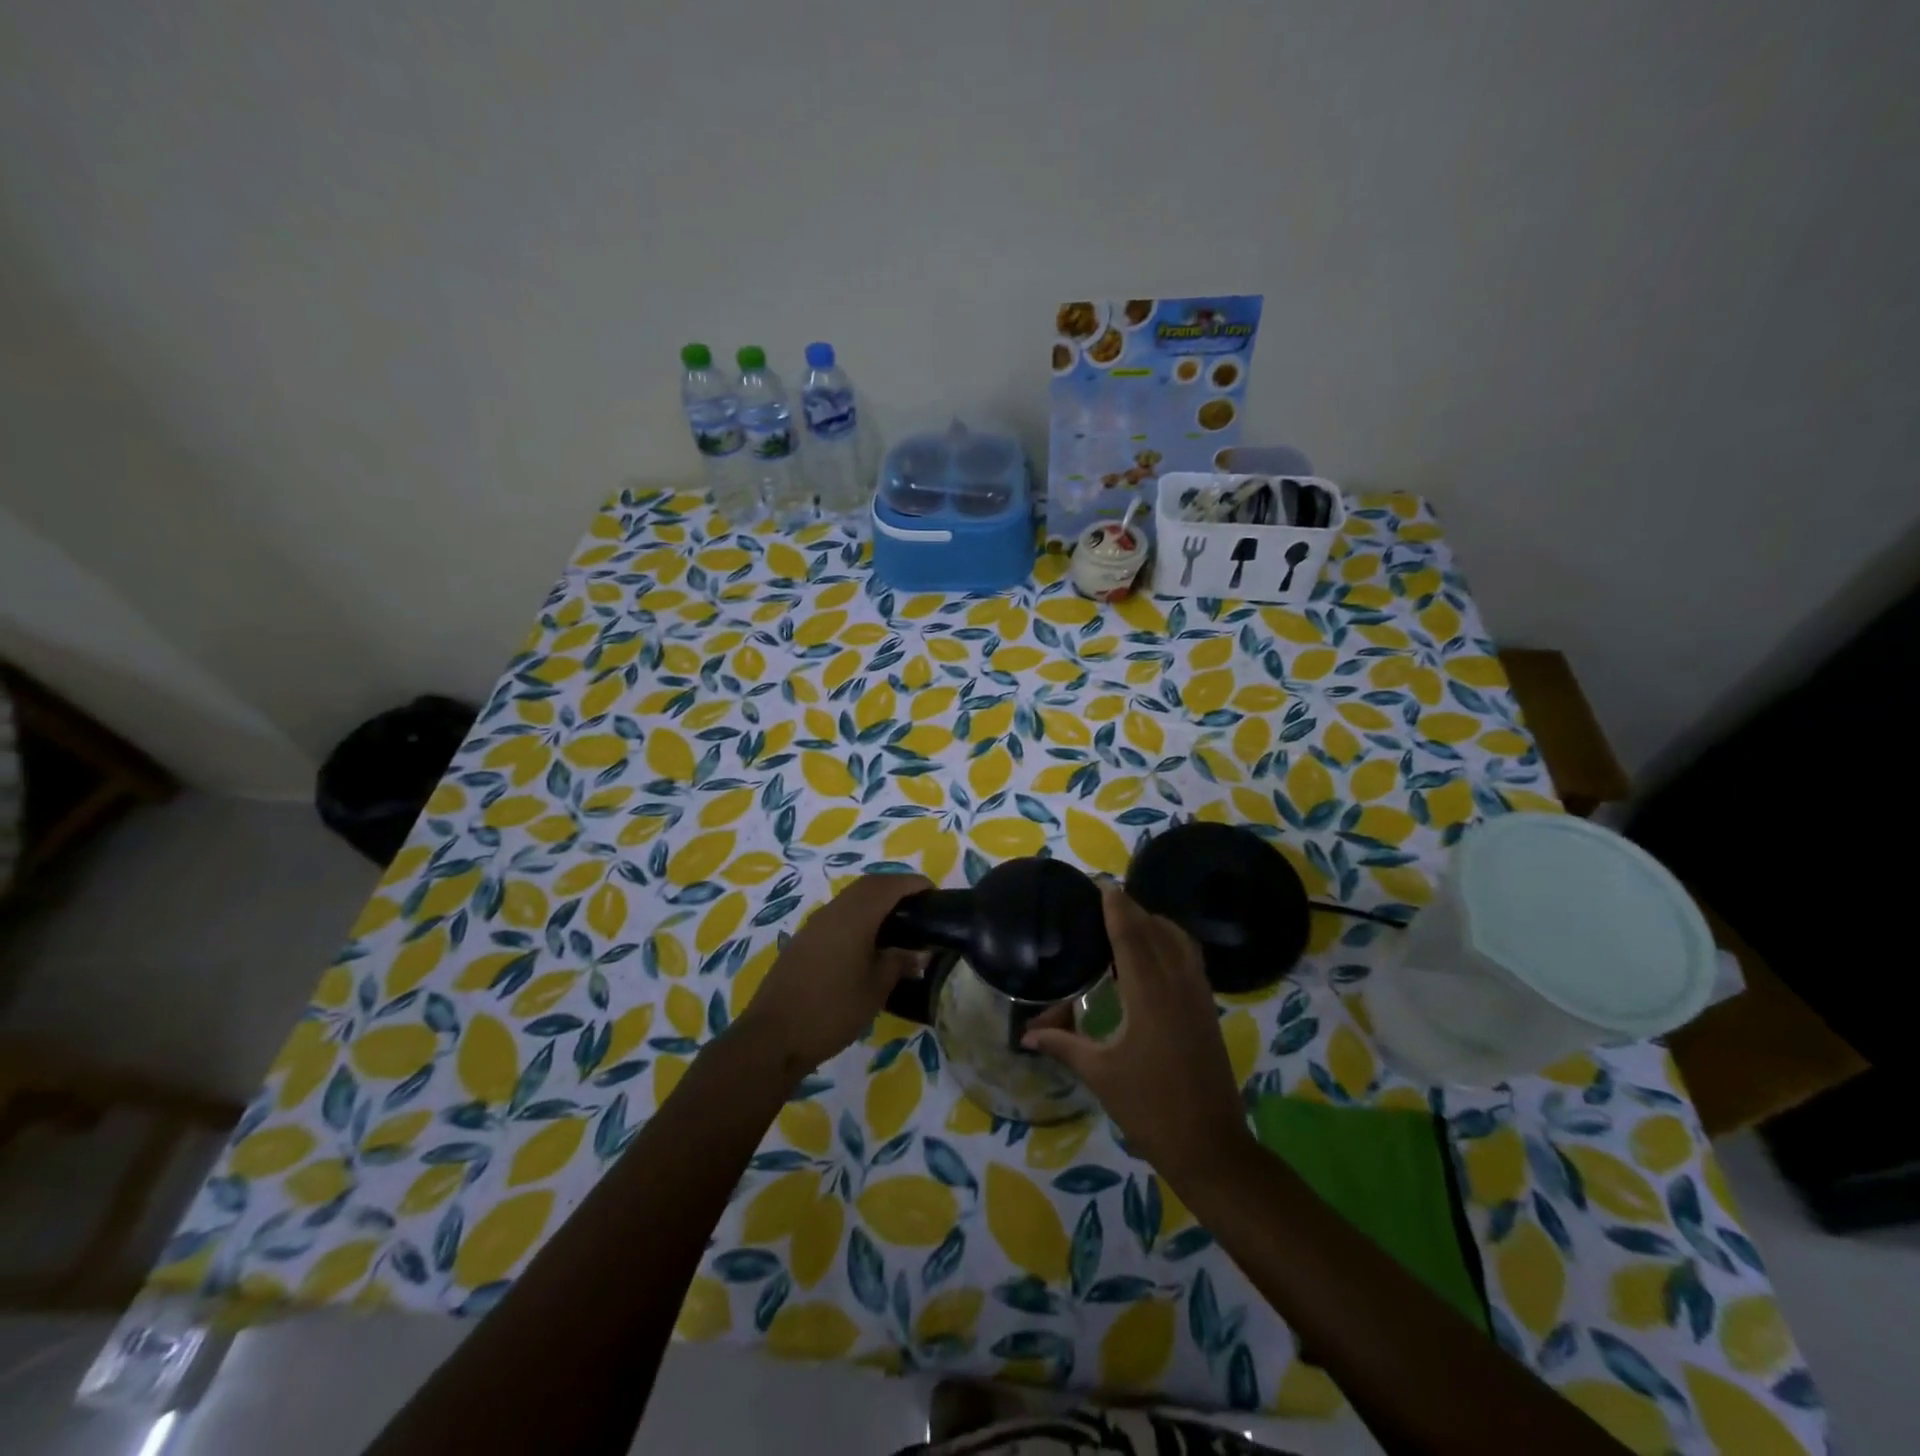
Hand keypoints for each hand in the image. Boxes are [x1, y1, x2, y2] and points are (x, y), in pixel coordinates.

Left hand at [733, 872, 931, 1073]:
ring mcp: (814, 924)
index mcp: (855, 916)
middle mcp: (833, 911)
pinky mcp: (803, 940)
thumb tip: (918, 952)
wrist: (773, 1036)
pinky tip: (867, 942)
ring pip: (850, 898)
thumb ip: (898, 963)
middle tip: (918, 906)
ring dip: (874, 901)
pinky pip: (837, 914)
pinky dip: (858, 916)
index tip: (934, 893)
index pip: (889, 885)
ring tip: (897, 924)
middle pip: (868, 885)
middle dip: (894, 888)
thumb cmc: (832, 1010)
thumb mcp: (875, 989)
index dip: (913, 884)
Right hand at [1024, 887, 1251, 1182]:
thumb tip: (1026, 1034)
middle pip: (1155, 929)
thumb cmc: (1150, 1108)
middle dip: (1131, 909)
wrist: (1211, 1146)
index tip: (1099, 884)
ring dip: (1154, 922)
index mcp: (1148, 994)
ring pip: (1178, 940)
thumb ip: (1063, 1044)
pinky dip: (1170, 941)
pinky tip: (1152, 954)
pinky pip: (1189, 957)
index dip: (1115, 906)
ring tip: (1126, 921)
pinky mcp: (1208, 1008)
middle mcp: (1177, 983)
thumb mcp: (1100, 1074)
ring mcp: (1198, 994)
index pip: (1130, 934)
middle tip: (1103, 900)